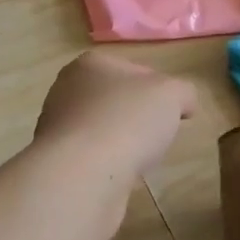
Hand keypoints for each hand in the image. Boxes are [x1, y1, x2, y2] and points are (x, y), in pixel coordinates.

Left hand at [35, 51, 197, 183]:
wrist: (83, 175)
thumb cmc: (128, 121)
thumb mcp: (173, 95)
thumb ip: (183, 92)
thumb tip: (183, 105)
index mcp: (91, 64)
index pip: (135, 71)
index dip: (160, 90)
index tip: (174, 111)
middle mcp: (66, 90)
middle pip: (116, 101)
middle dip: (138, 118)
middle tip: (158, 135)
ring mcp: (57, 127)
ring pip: (103, 131)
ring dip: (122, 143)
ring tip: (139, 159)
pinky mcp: (56, 162)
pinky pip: (92, 159)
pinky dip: (108, 166)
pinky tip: (119, 176)